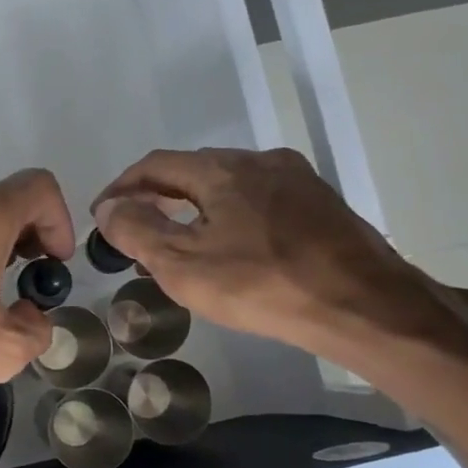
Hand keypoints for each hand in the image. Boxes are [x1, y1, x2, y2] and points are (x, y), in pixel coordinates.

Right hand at [91, 148, 424, 351]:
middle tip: (136, 226)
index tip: (103, 213)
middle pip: (193, 169)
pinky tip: (230, 244)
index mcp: (221, 170)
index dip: (122, 186)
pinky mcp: (321, 204)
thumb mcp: (182, 263)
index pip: (156, 165)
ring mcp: (297, 180)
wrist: (363, 306)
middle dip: (157, 194)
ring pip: (229, 183)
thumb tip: (108, 208)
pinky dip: (229, 213)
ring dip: (194, 204)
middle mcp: (259, 161)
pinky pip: (259, 198)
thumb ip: (136, 230)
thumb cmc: (261, 285)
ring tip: (178, 238)